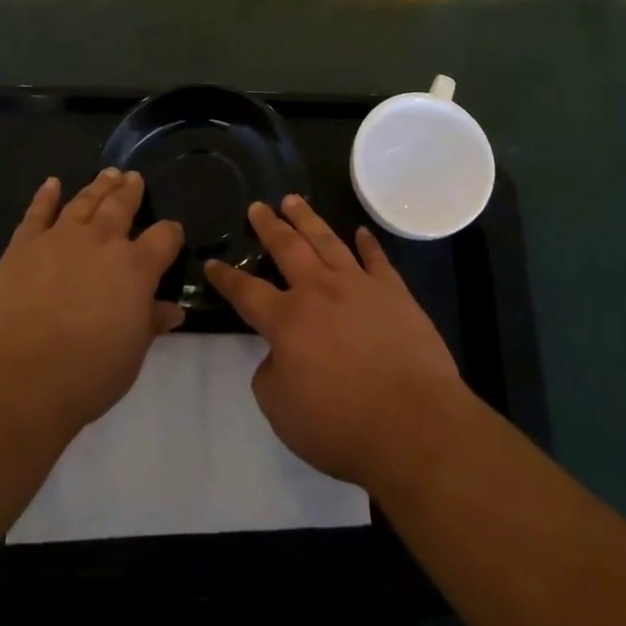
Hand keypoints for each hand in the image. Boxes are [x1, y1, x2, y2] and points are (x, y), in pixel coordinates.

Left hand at [0, 169, 184, 433]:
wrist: (18, 377)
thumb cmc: (86, 374)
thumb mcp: (131, 355)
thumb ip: (151, 324)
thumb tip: (172, 310)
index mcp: (136, 267)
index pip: (165, 237)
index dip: (171, 234)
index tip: (172, 235)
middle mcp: (102, 241)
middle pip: (122, 205)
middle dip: (131, 191)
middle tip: (134, 178)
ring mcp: (61, 238)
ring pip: (85, 201)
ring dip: (98, 186)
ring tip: (108, 173)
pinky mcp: (24, 245)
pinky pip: (38, 212)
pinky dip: (45, 196)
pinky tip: (51, 184)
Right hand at [204, 196, 464, 487]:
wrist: (414, 424)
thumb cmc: (341, 425)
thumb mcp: (282, 412)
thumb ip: (269, 376)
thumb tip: (276, 355)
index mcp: (287, 320)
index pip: (246, 292)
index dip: (226, 278)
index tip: (212, 263)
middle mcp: (320, 291)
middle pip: (288, 248)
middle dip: (269, 226)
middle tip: (257, 206)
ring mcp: (359, 286)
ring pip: (327, 241)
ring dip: (308, 219)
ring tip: (294, 200)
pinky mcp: (394, 292)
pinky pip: (377, 259)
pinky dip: (367, 244)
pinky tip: (360, 232)